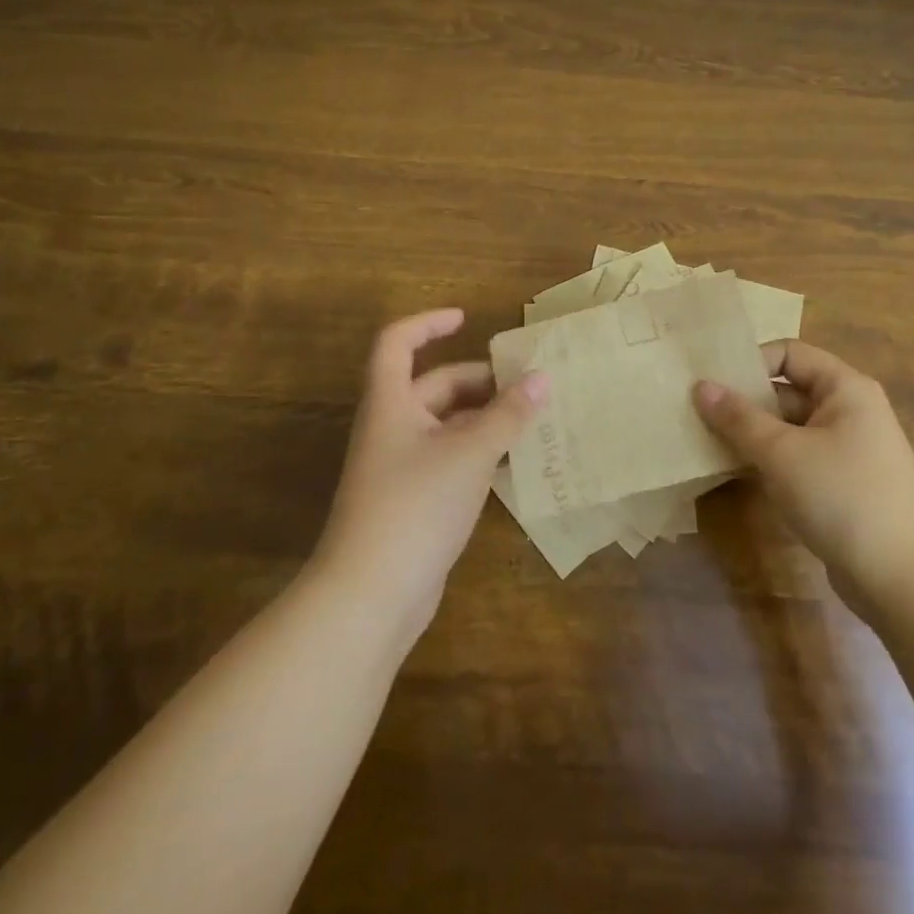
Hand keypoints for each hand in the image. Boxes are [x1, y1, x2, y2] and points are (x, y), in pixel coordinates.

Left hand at [314, 309, 548, 642]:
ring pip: (447, 425)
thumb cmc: (415, 504)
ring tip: (533, 418)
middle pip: (434, 385)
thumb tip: (543, 378)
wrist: (370, 595)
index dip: (428, 323)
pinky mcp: (414, 500)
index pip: (397, 342)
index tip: (466, 319)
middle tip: (528, 383)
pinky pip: (451, 459)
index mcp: (391, 402)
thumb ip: (508, 414)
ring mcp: (402, 466)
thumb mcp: (469, 452)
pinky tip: (515, 462)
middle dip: (479, 380)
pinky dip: (481, 452)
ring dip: (486, 417)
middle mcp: (392, 427)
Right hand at [694, 340, 913, 618]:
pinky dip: (768, 460)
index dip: (750, 362)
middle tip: (696, 413)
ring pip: (788, 428)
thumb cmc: (843, 497)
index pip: (789, 354)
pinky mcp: (841, 485)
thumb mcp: (783, 453)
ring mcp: (847, 450)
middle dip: (743, 401)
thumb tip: (701, 386)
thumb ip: (738, 418)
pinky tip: (734, 472)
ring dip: (751, 434)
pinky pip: (797, 458)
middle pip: (786, 391)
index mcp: (845, 388)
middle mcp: (848, 411)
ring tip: (704, 442)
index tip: (711, 383)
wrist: (906, 581)